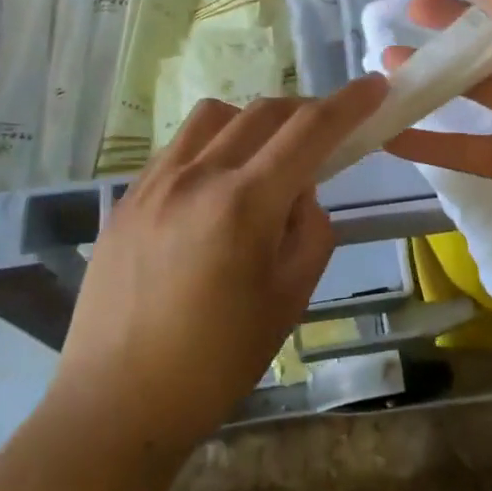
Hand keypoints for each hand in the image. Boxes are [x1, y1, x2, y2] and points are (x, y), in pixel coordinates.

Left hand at [51, 78, 387, 465]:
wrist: (116, 403)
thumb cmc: (215, 364)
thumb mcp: (288, 301)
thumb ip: (309, 232)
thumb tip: (301, 191)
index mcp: (244, 204)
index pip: (308, 130)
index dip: (348, 103)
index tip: (374, 87)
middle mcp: (197, 176)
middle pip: (263, 112)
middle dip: (305, 111)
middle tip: (326, 133)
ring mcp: (154, 181)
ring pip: (215, 117)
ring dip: (254, 122)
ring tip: (264, 159)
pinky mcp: (126, 197)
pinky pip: (179, 146)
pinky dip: (213, 145)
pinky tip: (215, 187)